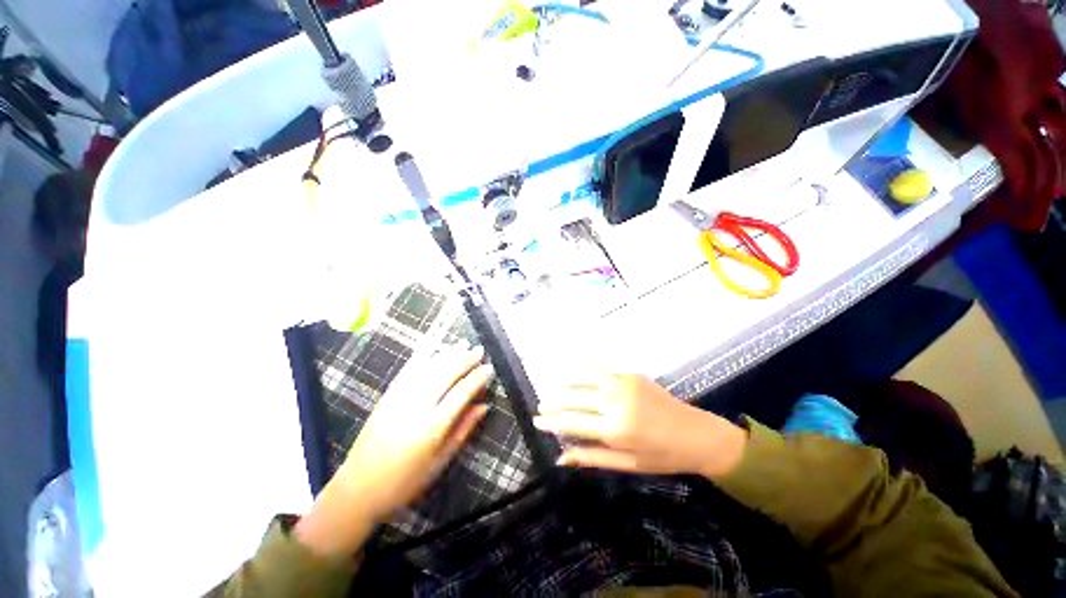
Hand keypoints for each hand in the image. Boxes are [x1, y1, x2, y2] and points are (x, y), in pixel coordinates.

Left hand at [296, 346, 491, 557]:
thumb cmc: (406, 480)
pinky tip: (433, 348)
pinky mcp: (387, 396)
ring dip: (448, 354)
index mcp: (433, 427)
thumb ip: (464, 430)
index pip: (462, 392)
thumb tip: (484, 407)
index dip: (478, 378)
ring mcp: (399, 398)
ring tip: (463, 345)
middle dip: (465, 359)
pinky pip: (408, 370)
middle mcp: (417, 407)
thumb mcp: (441, 461)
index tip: (489, 368)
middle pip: (446, 374)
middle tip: (479, 350)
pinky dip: (423, 357)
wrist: (359, 487)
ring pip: (429, 368)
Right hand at [533, 372, 746, 477]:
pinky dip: (584, 368)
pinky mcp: (631, 375)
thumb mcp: (627, 464)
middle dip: (554, 401)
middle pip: (575, 398)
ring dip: (565, 381)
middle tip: (540, 404)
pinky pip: (601, 369)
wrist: (698, 434)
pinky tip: (574, 368)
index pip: (572, 422)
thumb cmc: (663, 456)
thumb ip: (592, 458)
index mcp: (615, 429)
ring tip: (550, 384)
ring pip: (585, 378)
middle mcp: (615, 402)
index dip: (551, 421)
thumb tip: (561, 457)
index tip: (536, 420)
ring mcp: (623, 384)